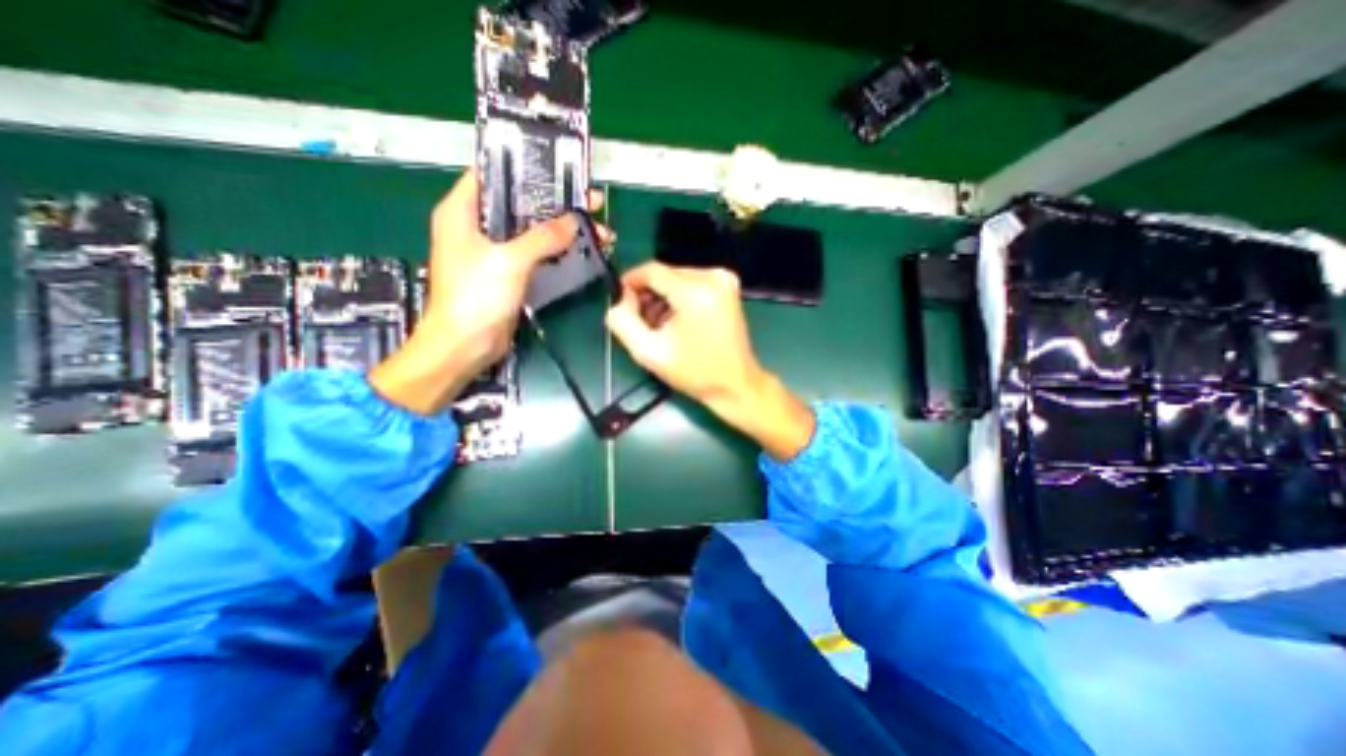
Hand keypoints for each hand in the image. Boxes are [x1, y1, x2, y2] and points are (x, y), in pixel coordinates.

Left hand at [376, 172, 613, 414]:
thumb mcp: (509, 261)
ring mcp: (493, 251)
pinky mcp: (507, 273)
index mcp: (462, 211)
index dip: (525, 168)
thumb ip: (542, 238)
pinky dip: (556, 251)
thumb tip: (573, 222)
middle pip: (519, 204)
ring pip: (531, 231)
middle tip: (589, 203)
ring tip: (595, 229)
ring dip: (561, 230)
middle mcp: (476, 227)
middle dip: (555, 203)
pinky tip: (580, 249)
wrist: (465, 346)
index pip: (492, 174)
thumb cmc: (475, 298)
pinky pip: (535, 254)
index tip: (559, 169)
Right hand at [609, 262, 814, 457]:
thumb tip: (617, 300)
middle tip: (643, 323)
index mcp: (695, 292)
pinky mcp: (728, 286)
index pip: (651, 271)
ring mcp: (724, 280)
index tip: (621, 303)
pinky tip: (678, 321)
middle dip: (648, 295)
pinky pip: (692, 283)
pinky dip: (679, 298)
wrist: (735, 384)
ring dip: (663, 298)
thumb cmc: (694, 373)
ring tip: (661, 327)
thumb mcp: (649, 353)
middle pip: (665, 274)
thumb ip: (623, 322)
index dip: (630, 283)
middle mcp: (713, 277)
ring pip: (677, 278)